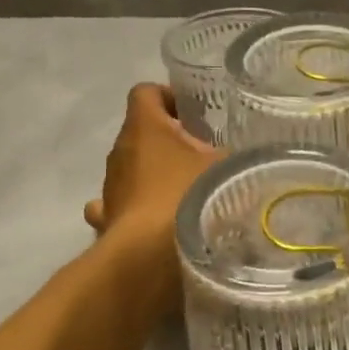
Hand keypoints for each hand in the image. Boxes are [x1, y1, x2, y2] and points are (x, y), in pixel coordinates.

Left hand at [84, 84, 219, 257]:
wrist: (151, 257)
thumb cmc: (188, 198)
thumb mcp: (226, 169)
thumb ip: (234, 157)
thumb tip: (242, 156)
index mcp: (143, 127)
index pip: (145, 92)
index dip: (169, 97)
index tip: (195, 116)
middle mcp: (119, 150)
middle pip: (141, 132)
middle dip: (169, 141)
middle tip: (202, 157)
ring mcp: (109, 187)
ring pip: (130, 169)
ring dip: (153, 175)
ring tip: (185, 192)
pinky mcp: (106, 219)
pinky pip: (118, 205)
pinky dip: (136, 207)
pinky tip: (155, 220)